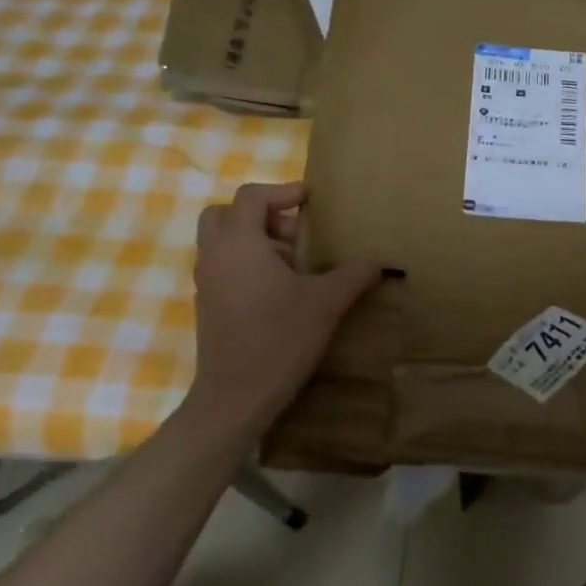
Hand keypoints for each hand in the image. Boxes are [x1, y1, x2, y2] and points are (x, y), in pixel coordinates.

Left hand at [187, 181, 379, 432]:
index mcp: (240, 242)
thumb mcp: (326, 302)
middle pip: (227, 214)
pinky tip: (279, 292)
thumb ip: (353, 275)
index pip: (253, 196)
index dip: (283, 192)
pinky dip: (247, 265)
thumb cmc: (280, 337)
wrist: (237, 394)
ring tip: (294, 265)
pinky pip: (223, 268)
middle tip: (297, 234)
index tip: (311, 201)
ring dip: (255, 241)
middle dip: (262, 215)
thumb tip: (379, 261)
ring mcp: (206, 281)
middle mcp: (215, 254)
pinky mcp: (207, 305)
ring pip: (223, 242)